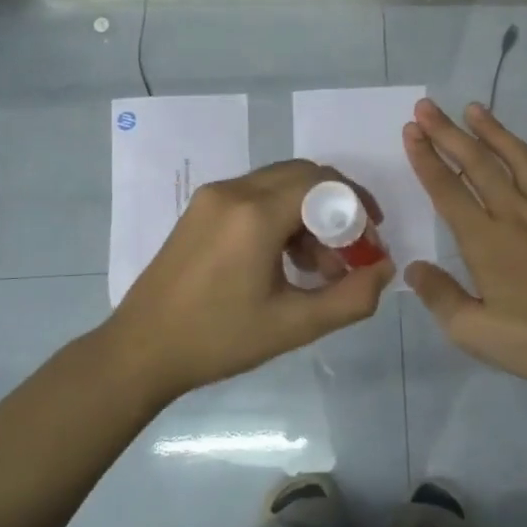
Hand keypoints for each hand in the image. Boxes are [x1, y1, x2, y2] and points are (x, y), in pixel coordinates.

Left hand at [109, 160, 395, 405]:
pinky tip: (284, 260)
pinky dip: (281, 216)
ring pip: (279, 184)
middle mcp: (233, 191)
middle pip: (304, 176)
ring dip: (309, 214)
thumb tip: (385, 268)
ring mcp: (211, 197)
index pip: (324, 184)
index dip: (357, 207)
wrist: (141, 350)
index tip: (371, 243)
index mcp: (255, 214)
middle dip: (336, 208)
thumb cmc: (219, 340)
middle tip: (350, 252)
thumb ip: (351, 297)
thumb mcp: (295, 326)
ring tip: (317, 266)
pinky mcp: (199, 209)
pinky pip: (255, 196)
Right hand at [402, 100, 526, 390]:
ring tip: (476, 109)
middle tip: (428, 107)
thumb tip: (414, 268)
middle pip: (479, 165)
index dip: (426, 159)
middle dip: (450, 133)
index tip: (411, 131)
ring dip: (497, 133)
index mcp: (486, 241)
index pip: (448, 190)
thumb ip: (440, 298)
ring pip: (522, 162)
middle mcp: (518, 216)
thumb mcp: (475, 332)